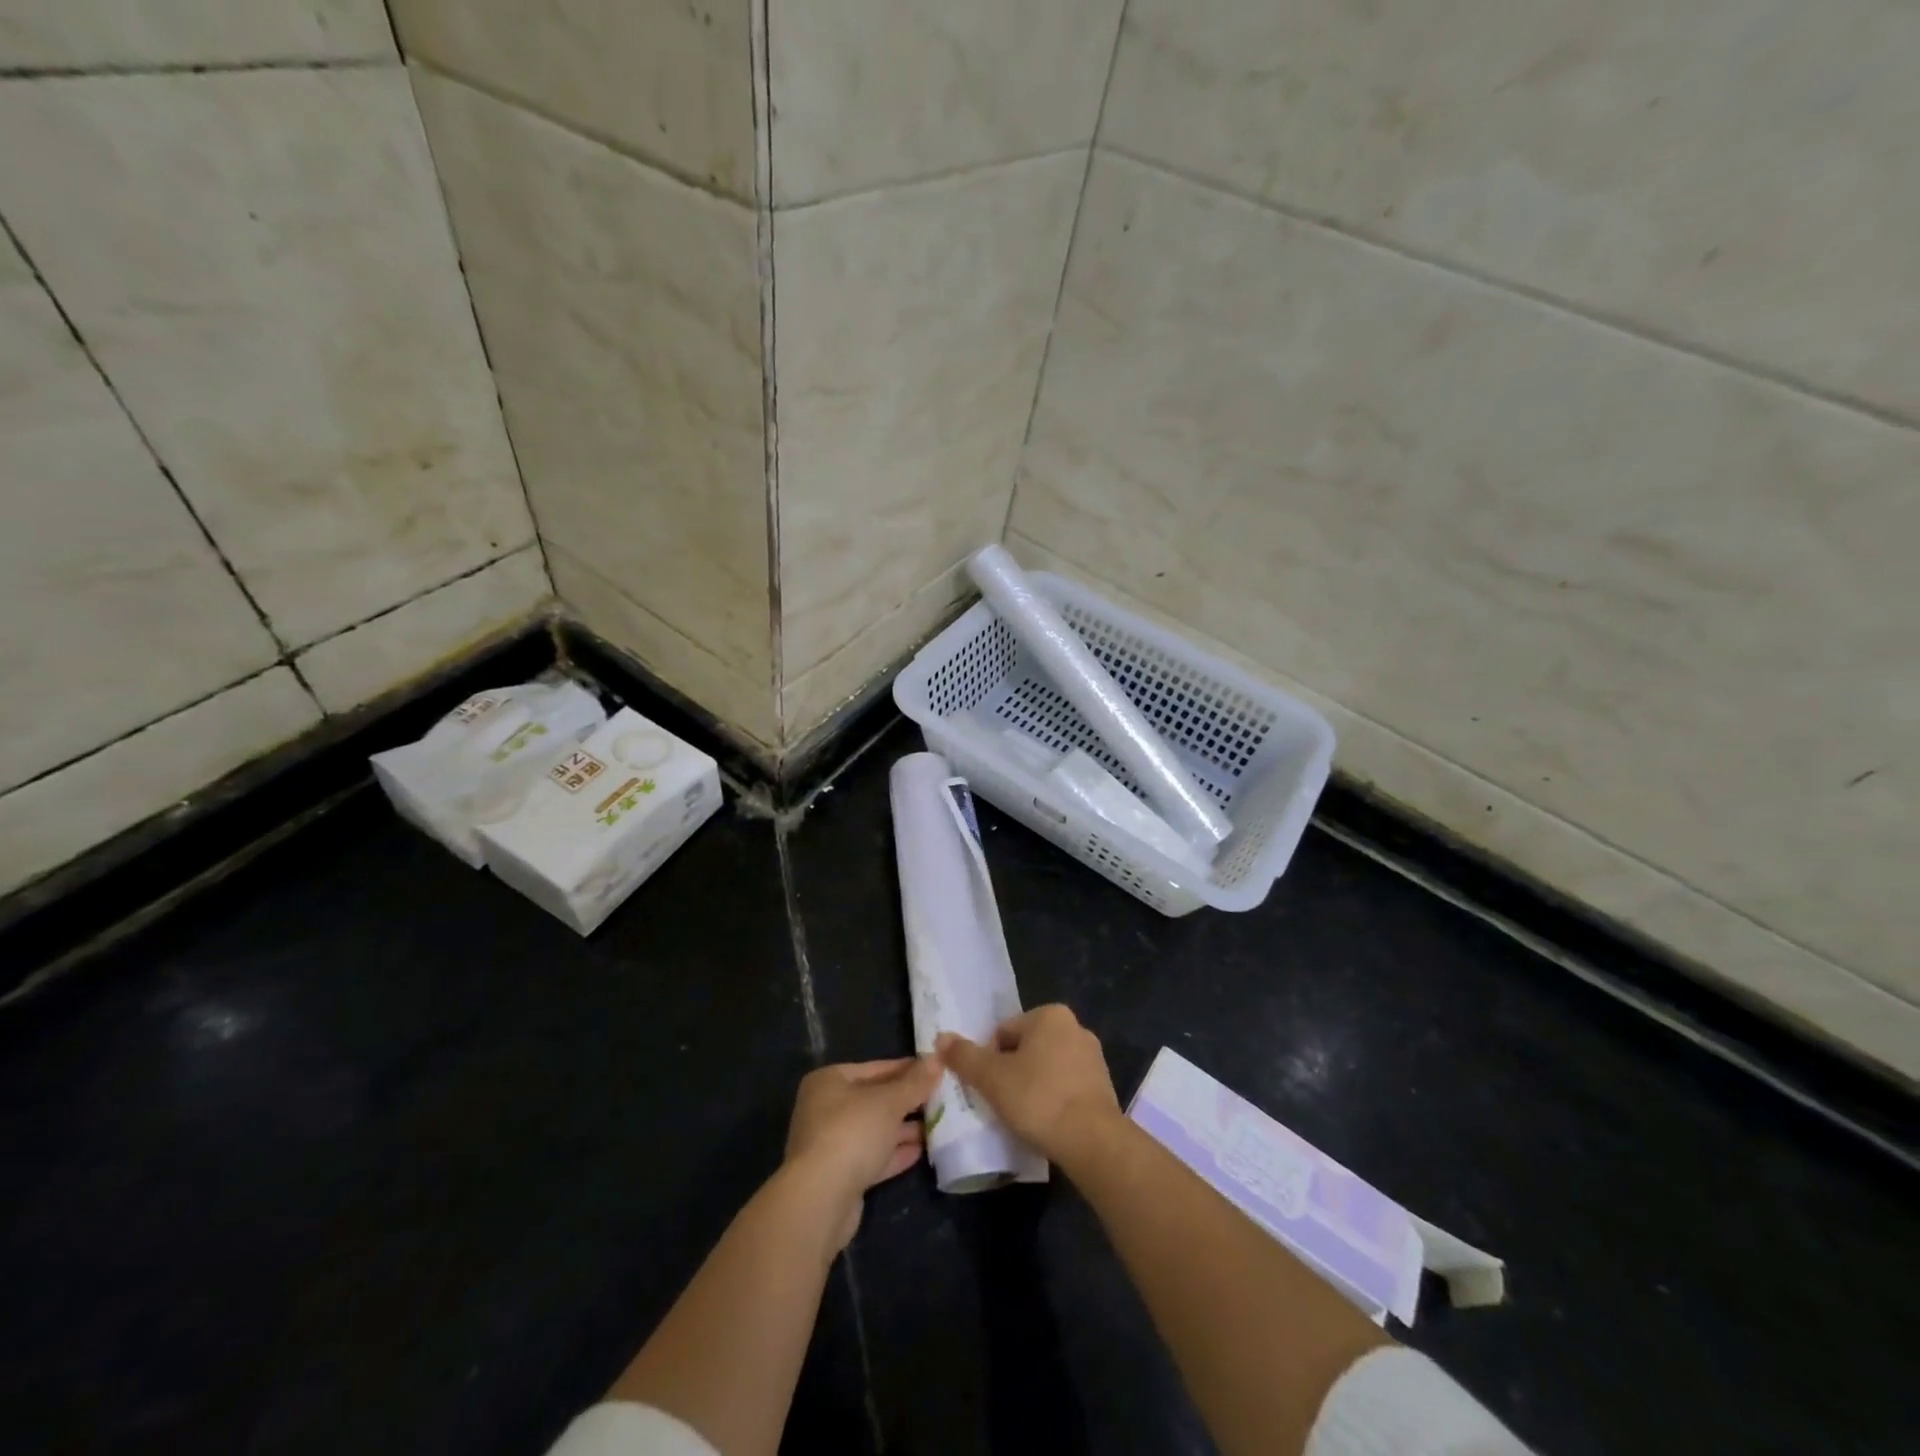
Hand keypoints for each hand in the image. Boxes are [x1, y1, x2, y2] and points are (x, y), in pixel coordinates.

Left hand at [784, 1057, 941, 1249]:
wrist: (820, 1200)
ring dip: (904, 1129)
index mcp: (829, 1081)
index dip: (907, 1069)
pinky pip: (873, 1157)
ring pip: (875, 1130)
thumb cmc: (852, 1132)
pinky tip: (921, 1151)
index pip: (876, 1068)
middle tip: (942, 1099)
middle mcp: (826, 1108)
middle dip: (907, 1101)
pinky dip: (894, 1153)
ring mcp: (831, 1144)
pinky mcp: (840, 1176)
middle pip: (875, 1100)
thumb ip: (915, 1082)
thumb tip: (937, 1059)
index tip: (935, 1071)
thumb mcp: (889, 1101)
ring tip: (938, 1125)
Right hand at [936, 1005, 1119, 1162]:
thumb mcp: (992, 1078)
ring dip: (1032, 1086)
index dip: (990, 1060)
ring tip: (1023, 1116)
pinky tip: (1046, 1123)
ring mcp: (1093, 1057)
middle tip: (1002, 1102)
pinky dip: (1053, 1100)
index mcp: (1050, 1015)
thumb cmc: (1038, 1099)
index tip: (989, 1087)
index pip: (1004, 1032)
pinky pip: (1066, 1087)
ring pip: (1047, 1068)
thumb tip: (941, 1038)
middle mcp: (1075, 1027)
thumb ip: (964, 1056)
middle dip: (1012, 1072)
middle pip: (1026, 1048)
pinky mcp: (1103, 1086)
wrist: (1092, 1141)